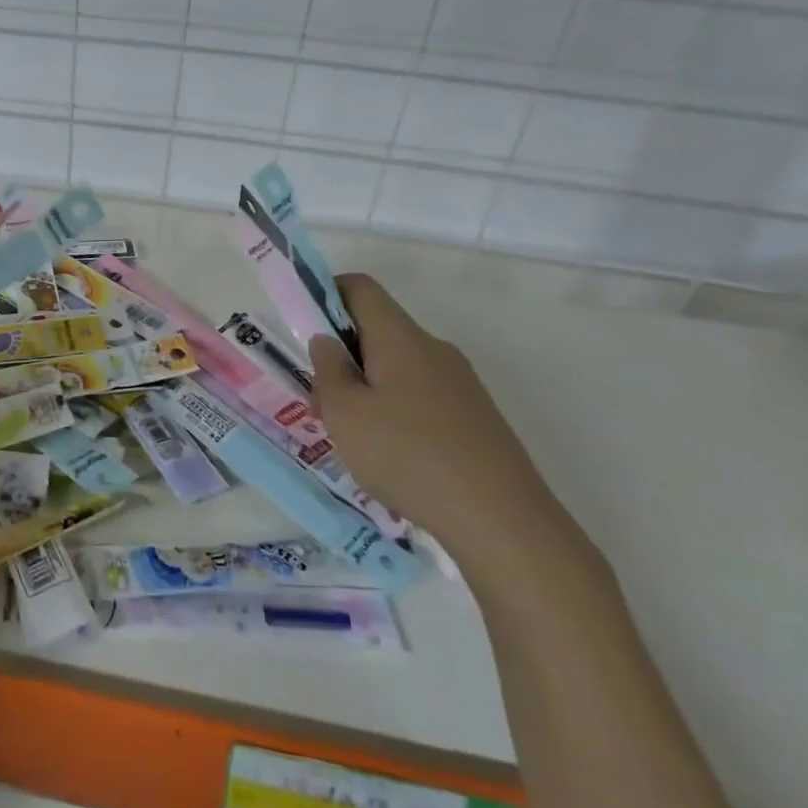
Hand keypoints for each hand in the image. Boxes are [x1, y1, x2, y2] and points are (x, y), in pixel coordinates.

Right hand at [308, 273, 586, 583]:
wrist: (502, 520)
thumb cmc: (408, 456)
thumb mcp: (345, 414)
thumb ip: (328, 370)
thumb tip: (327, 341)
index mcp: (400, 337)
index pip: (360, 287)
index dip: (326, 294)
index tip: (305, 331)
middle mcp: (433, 348)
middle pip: (378, 329)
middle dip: (342, 355)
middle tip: (321, 401)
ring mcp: (460, 382)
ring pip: (398, 366)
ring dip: (366, 386)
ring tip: (352, 436)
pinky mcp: (476, 415)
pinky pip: (422, 394)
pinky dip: (395, 409)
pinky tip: (391, 456)